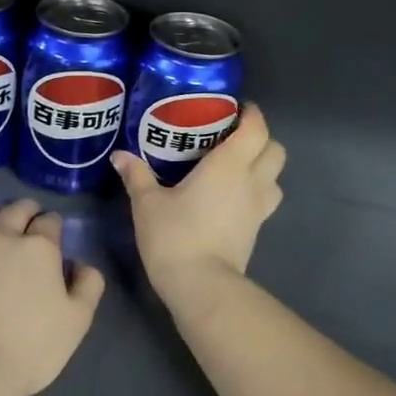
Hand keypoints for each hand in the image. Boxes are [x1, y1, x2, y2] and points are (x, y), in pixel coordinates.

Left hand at [0, 198, 105, 395]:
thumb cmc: (30, 349)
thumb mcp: (78, 322)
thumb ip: (88, 285)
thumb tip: (79, 264)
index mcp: (38, 248)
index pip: (49, 222)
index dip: (54, 225)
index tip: (54, 233)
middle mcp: (0, 237)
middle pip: (15, 210)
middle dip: (26, 211)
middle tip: (29, 219)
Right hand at [110, 102, 285, 307]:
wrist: (201, 286)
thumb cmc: (175, 236)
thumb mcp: (147, 204)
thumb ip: (136, 176)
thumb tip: (120, 156)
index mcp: (229, 165)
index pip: (256, 128)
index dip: (252, 114)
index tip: (236, 109)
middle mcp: (252, 181)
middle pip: (276, 150)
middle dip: (261, 139)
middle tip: (233, 139)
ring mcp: (259, 209)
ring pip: (276, 178)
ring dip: (263, 168)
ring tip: (235, 169)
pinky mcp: (256, 231)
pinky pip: (265, 201)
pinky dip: (255, 193)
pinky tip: (230, 199)